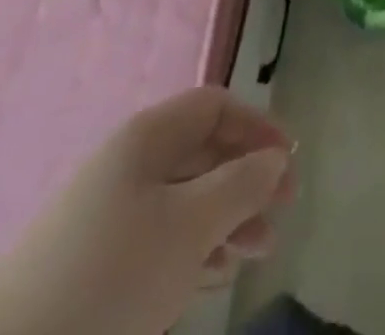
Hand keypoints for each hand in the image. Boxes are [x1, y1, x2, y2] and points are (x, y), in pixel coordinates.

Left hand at [0, 87, 294, 334]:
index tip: (289, 163)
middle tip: (281, 216)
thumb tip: (275, 159)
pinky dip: (194, 248)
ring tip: (256, 253)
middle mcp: (128, 163)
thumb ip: (240, 186)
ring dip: (227, 218)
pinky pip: (160, 237)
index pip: (215, 107)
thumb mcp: (189, 227)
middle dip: (247, 179)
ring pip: (184, 200)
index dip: (256, 126)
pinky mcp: (95, 263)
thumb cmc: (110, 276)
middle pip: (202, 152)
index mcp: (147, 137)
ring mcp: (108, 214)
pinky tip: (212, 277)